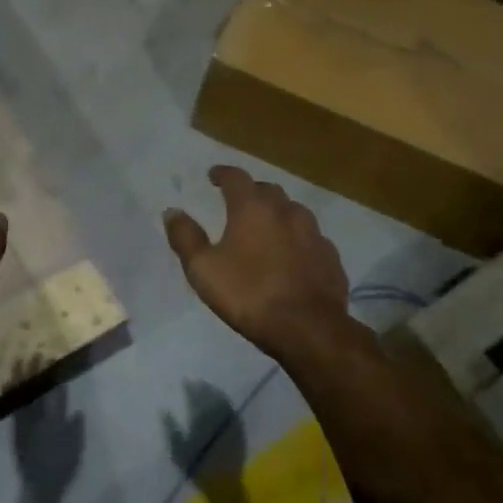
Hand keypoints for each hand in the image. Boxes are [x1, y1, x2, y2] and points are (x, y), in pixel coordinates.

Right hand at [164, 165, 348, 359]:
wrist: (308, 328)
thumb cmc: (248, 294)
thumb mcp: (203, 268)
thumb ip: (185, 237)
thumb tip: (172, 211)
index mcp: (253, 208)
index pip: (236, 177)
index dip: (222, 174)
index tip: (213, 175)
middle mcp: (286, 211)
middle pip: (268, 190)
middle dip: (252, 192)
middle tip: (239, 203)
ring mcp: (314, 233)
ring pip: (294, 212)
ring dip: (278, 214)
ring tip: (267, 228)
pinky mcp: (331, 257)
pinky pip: (311, 239)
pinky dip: (298, 240)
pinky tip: (293, 256)